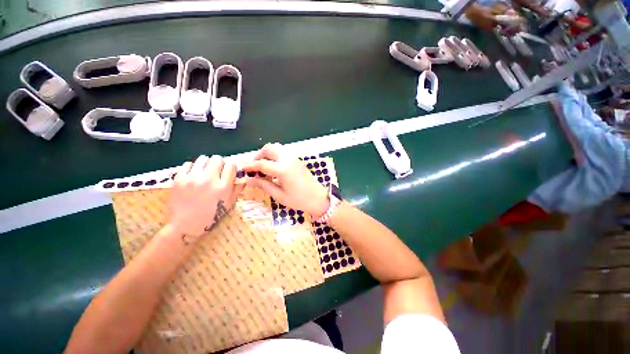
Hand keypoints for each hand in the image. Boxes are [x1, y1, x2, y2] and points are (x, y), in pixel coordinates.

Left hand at [168, 155, 243, 241]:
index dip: (231, 167)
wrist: (186, 226)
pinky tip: (193, 175)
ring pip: (203, 158)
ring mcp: (192, 178)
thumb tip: (243, 177)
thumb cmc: (211, 216)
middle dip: (219, 163)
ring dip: (206, 164)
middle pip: (217, 158)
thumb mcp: (230, 204)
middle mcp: (209, 180)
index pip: (231, 165)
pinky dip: (192, 167)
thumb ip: (238, 189)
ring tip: (204, 172)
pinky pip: (188, 164)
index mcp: (223, 187)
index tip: (228, 172)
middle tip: (216, 171)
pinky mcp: (179, 179)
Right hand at [243, 143, 328, 217]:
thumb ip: (263, 185)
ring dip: (267, 153)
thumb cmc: (299, 200)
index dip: (250, 166)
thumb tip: (248, 180)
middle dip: (258, 155)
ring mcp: (294, 158)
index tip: (243, 170)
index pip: (262, 163)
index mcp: (283, 170)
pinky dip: (275, 155)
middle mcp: (288, 160)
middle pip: (269, 148)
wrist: (318, 198)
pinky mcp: (297, 160)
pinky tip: (274, 167)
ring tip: (263, 167)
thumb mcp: (279, 195)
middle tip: (254, 167)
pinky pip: (283, 152)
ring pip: (277, 148)